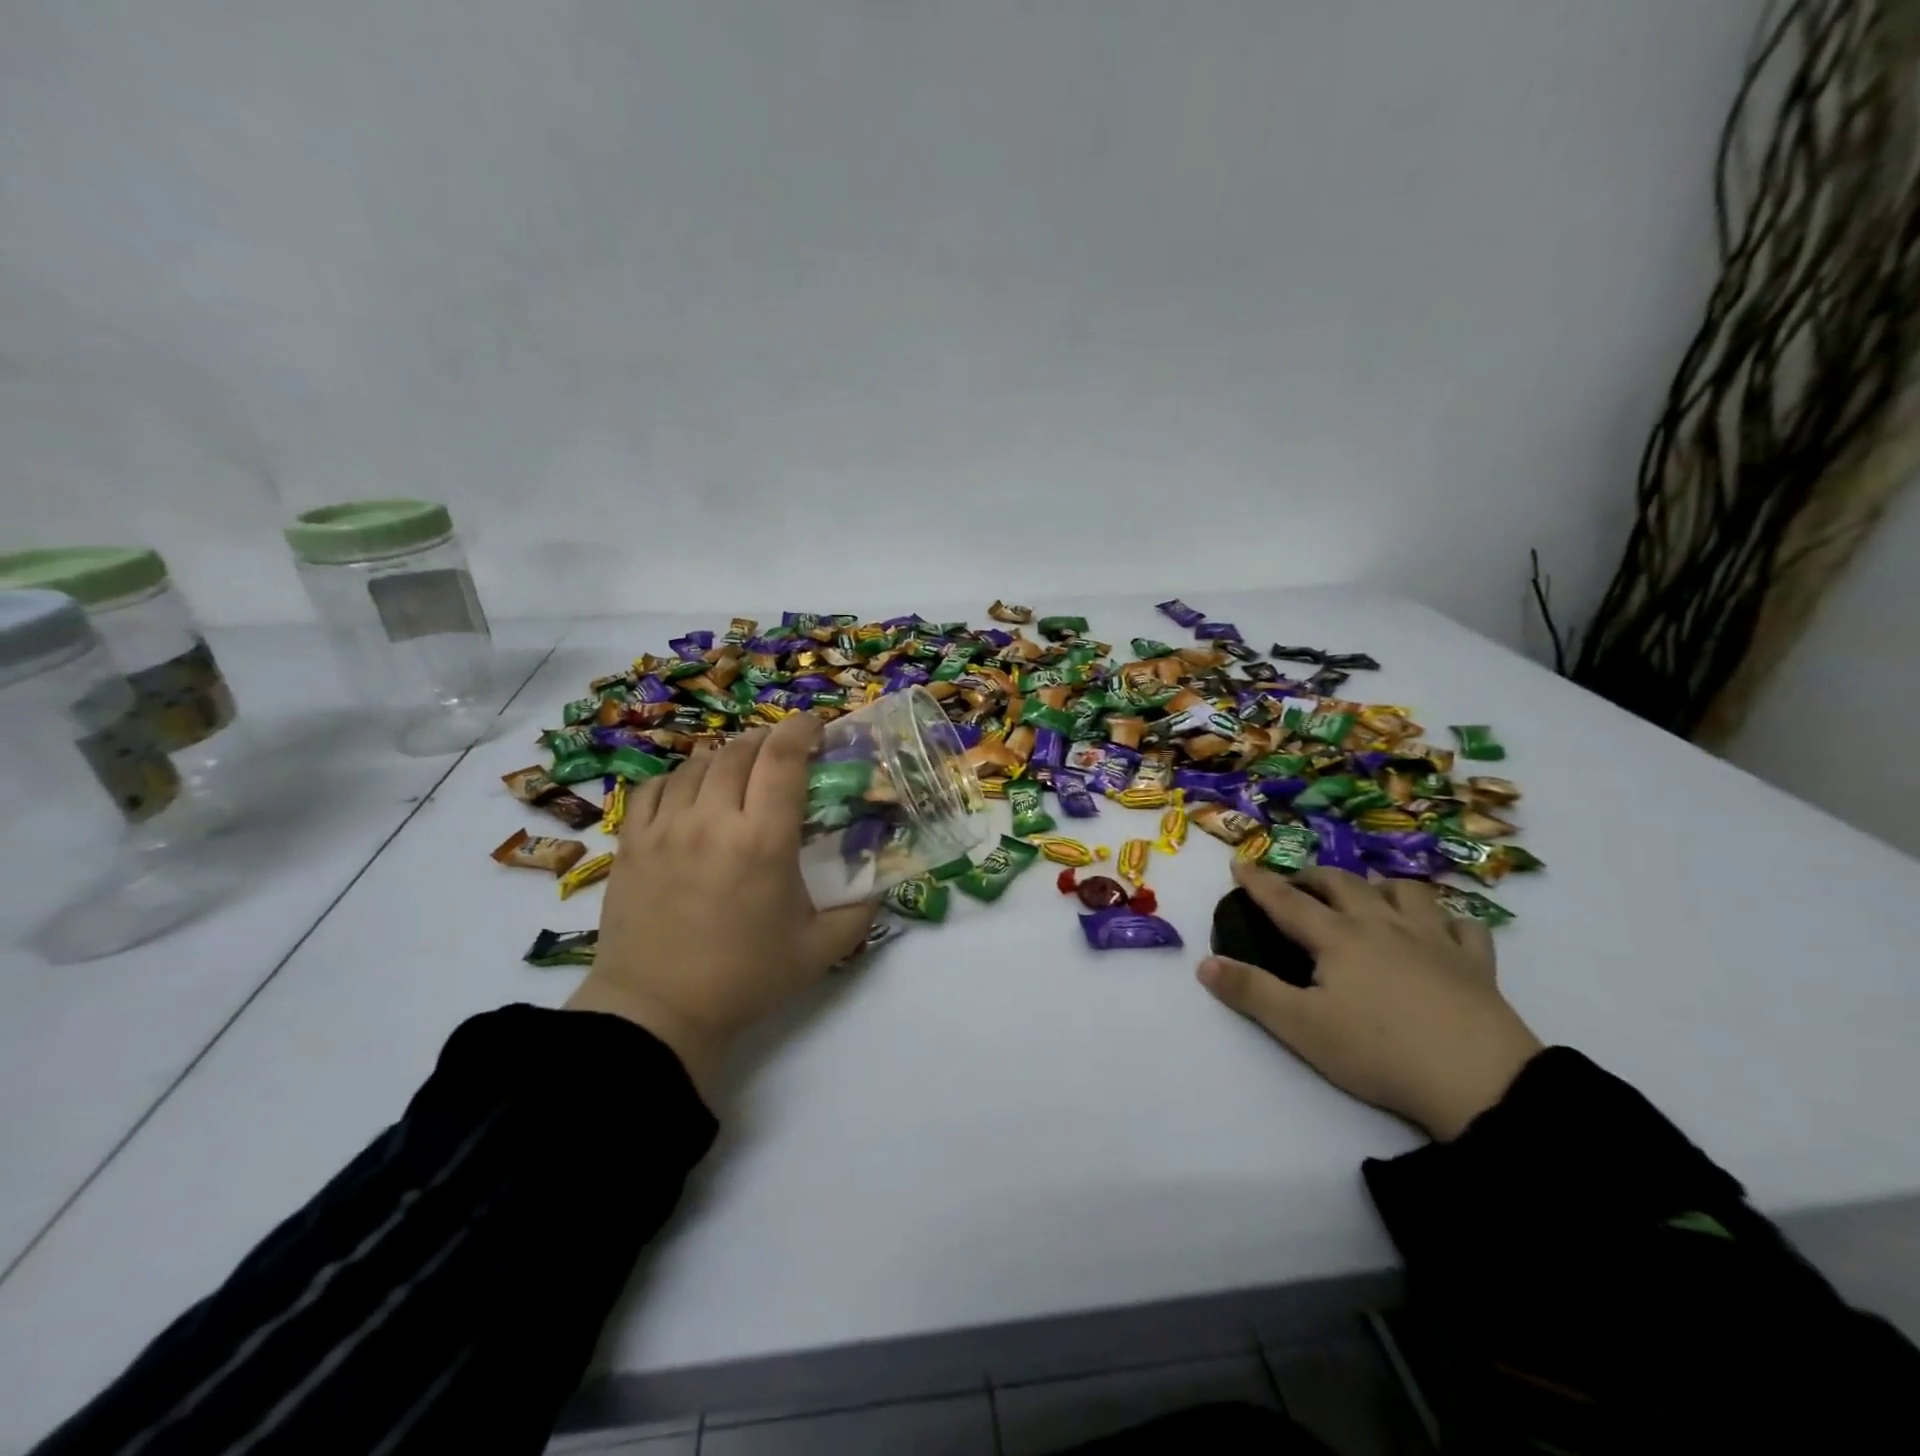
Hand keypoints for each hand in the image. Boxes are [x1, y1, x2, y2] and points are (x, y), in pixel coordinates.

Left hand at [566, 714, 876, 1098]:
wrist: (657, 1011)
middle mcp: (713, 821)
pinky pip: (655, 787)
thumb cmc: (744, 979)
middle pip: (740, 751)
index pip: (783, 759)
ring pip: (697, 764)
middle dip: (768, 740)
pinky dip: (679, 778)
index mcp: (763, 841)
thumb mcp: (819, 951)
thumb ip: (859, 913)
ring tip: (740, 772)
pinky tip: (691, 793)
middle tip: (784, 753)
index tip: (816, 727)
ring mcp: (665, 828)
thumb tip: (880, 884)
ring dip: (726, 758)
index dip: (802, 730)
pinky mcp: (632, 842)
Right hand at [1198, 862, 1542, 1139]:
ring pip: (1405, 892)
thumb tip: (1204, 964)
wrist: (1481, 1083)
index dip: (1259, 882)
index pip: (1287, 900)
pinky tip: (1442, 930)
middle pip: (1343, 884)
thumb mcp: (1301, 1028)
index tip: (1239, 864)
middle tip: (1298, 886)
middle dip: (1313, 878)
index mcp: (1338, 938)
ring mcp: (1434, 940)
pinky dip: (1447, 920)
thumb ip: (1250, 992)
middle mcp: (1382, 925)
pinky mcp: (1475, 964)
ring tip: (1368, 897)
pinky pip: (1464, 926)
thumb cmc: (1380, 1052)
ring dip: (1379, 886)